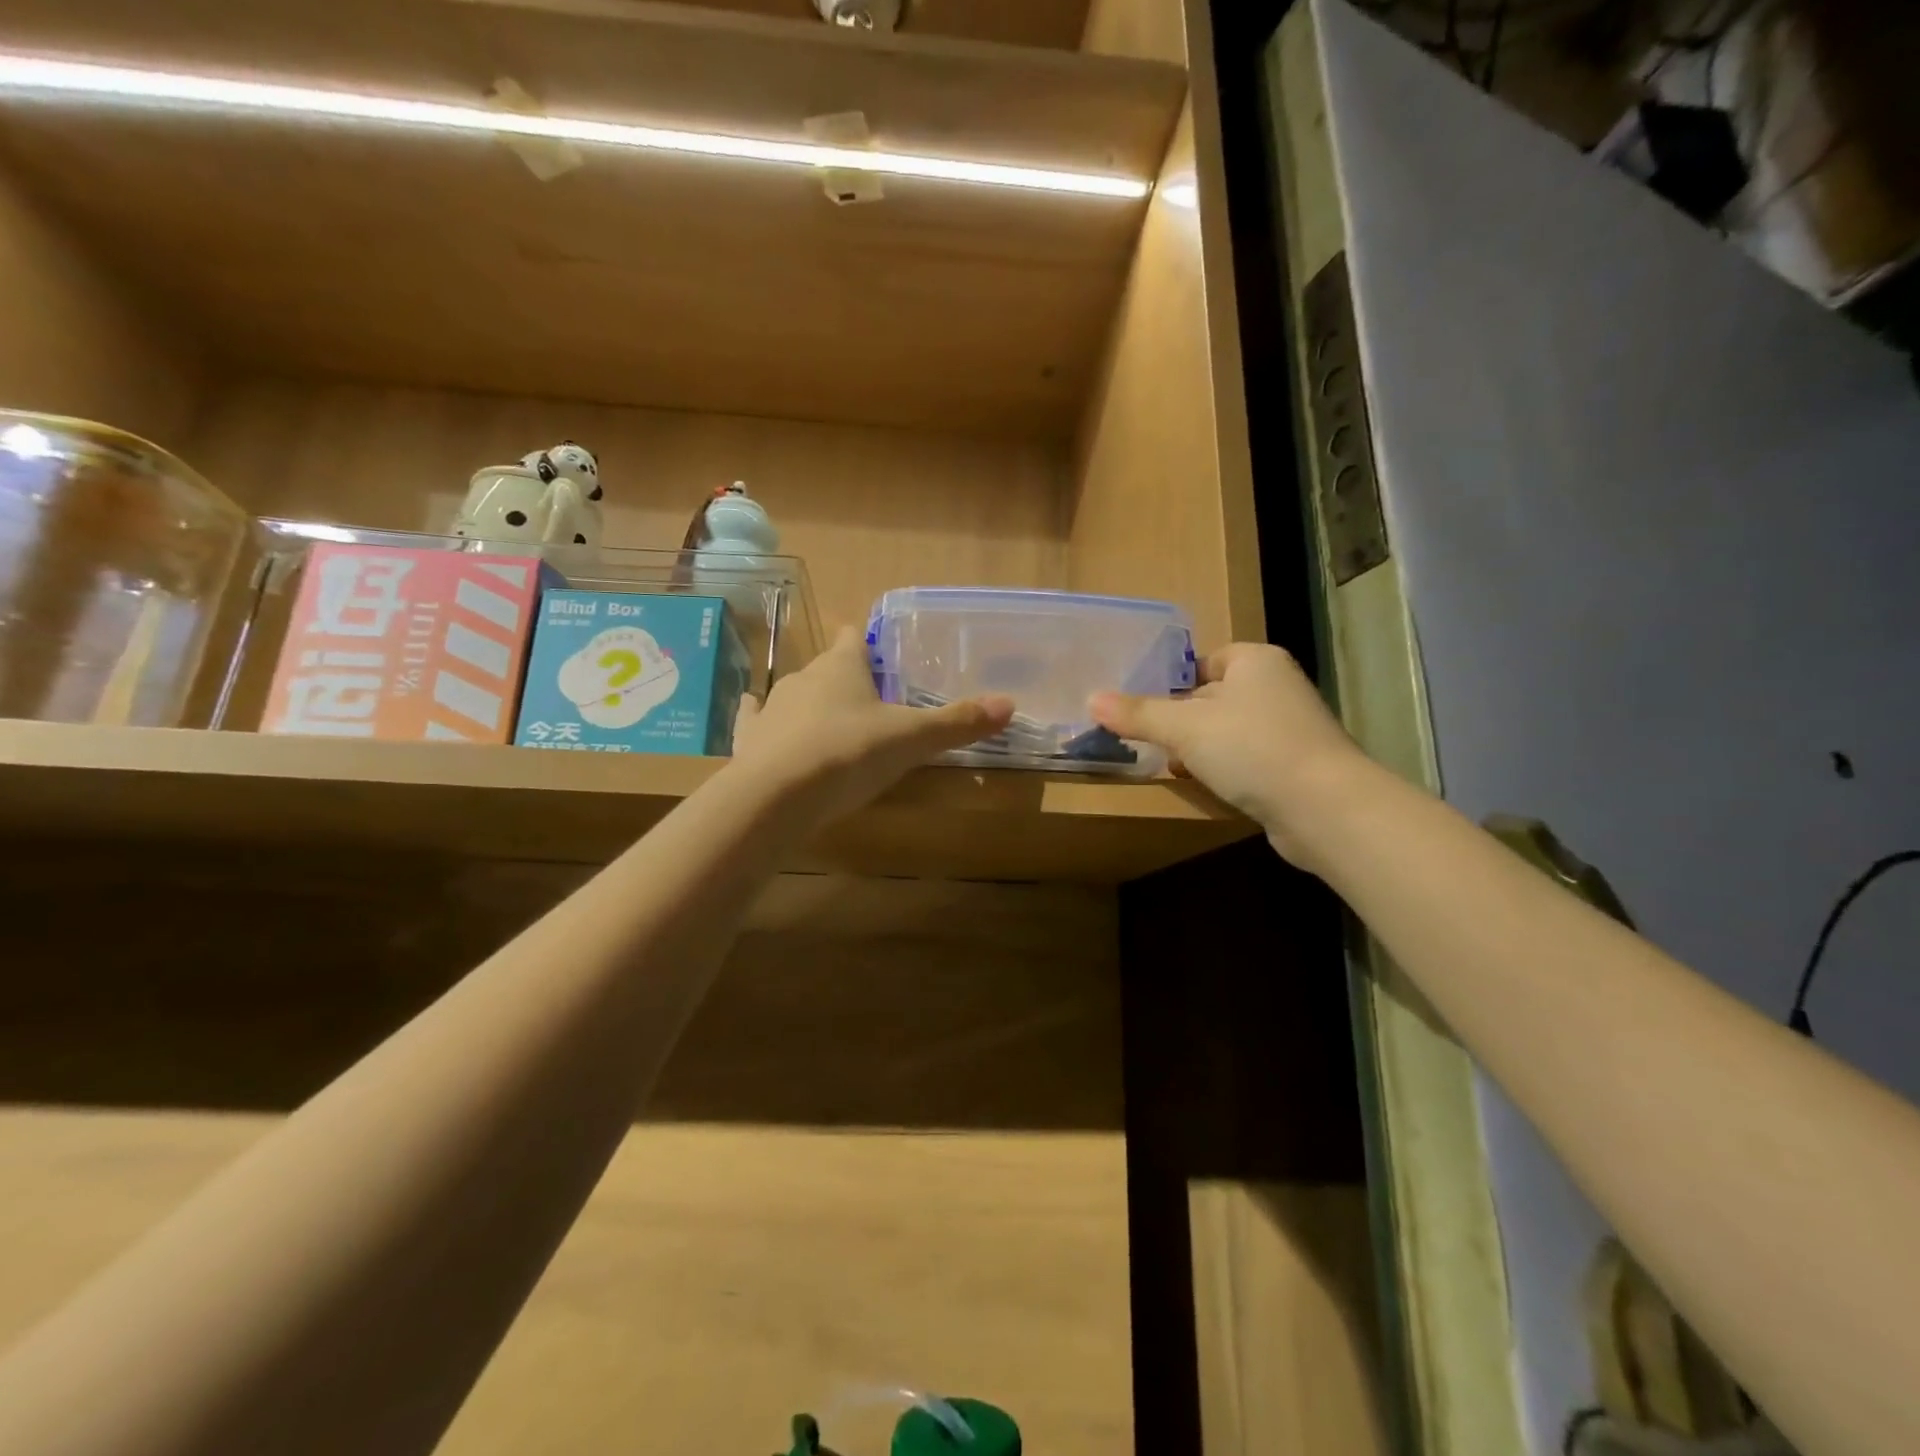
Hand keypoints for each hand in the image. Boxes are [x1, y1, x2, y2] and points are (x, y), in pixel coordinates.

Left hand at [730, 627, 1014, 823]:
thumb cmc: (850, 753)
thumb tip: (1010, 704)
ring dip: (810, 702)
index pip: (854, 640)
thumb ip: (958, 723)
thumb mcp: (912, 740)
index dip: (864, 641)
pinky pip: (754, 720)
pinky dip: (759, 719)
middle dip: (844, 678)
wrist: (777, 795)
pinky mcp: (749, 740)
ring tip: (827, 718)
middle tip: (866, 698)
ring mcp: (772, 708)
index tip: (872, 646)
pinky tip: (754, 715)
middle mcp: (804, 679)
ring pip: (794, 695)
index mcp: (843, 668)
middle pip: (827, 669)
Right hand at [1090, 643, 1368, 864]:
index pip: (1206, 660)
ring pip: (1228, 731)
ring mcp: (1290, 728)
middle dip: (1181, 720)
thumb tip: (1091, 700)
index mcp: (1256, 661)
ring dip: (1200, 748)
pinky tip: (1205, 786)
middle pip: (1213, 697)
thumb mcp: (1184, 728)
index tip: (1144, 706)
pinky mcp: (1294, 766)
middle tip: (1147, 739)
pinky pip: (1246, 758)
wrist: (1323, 807)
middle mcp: (1277, 687)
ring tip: (1170, 765)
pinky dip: (1224, 769)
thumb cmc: (1251, 748)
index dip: (1174, 681)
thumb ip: (1138, 714)